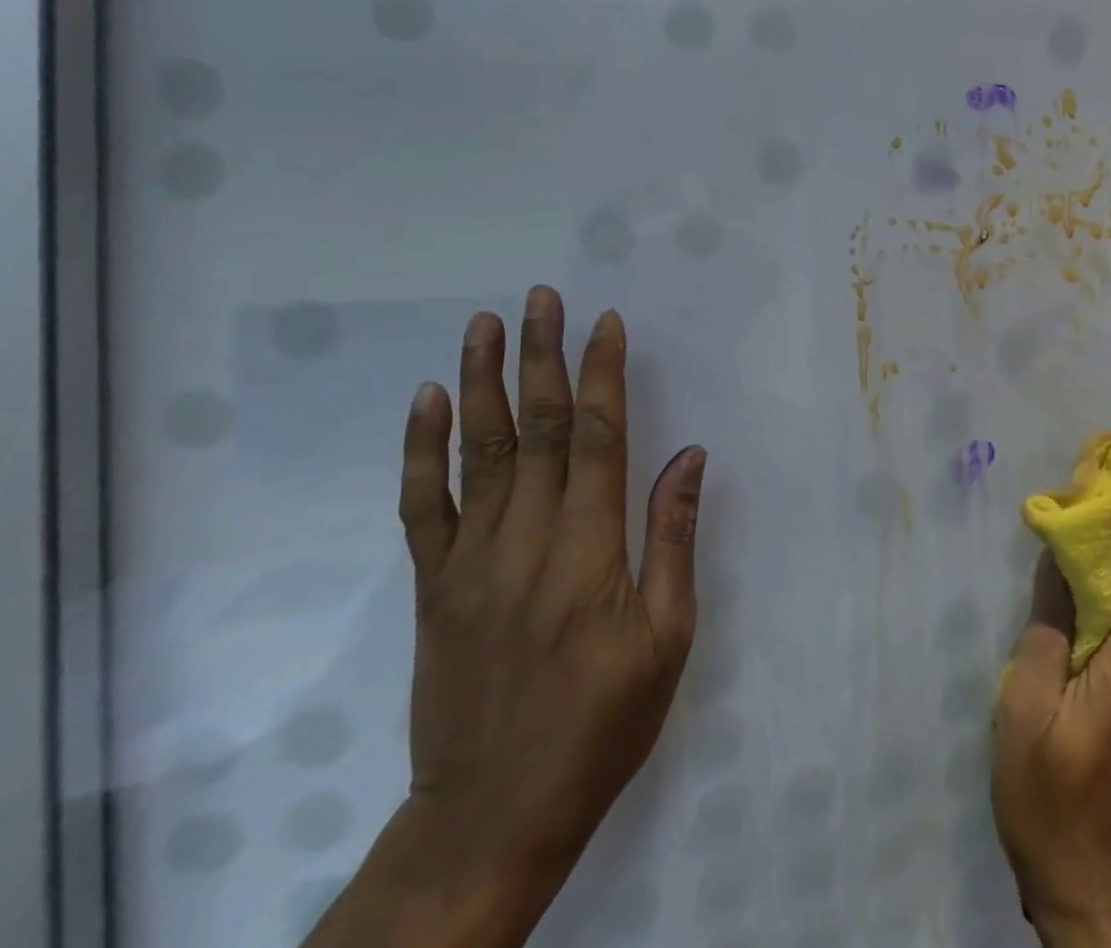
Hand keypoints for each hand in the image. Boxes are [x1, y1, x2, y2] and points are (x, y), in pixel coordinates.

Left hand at [302, 287, 706, 947]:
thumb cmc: (601, 724)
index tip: (606, 323)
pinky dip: (423, 449)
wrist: (493, 814)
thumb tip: (688, 455)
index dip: (602, 374)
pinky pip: (422, 506)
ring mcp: (471, 560)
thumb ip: (672, 539)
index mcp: (589, 550)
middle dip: (541, 355)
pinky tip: (430, 400)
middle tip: (542, 297)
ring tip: (486, 324)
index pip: (596, 437)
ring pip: (477, 452)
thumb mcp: (666, 638)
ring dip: (482, 381)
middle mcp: (526, 539)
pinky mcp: (435, 585)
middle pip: (534, 428)